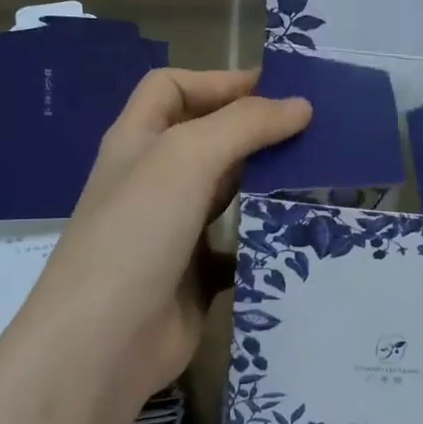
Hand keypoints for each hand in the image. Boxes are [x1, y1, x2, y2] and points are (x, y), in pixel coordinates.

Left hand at [7, 69, 311, 412]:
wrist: (104, 342)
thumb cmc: (138, 233)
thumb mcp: (186, 159)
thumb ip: (244, 124)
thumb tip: (301, 106)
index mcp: (137, 141)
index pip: (172, 87)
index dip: (219, 81)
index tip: (278, 89)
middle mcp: (153, 180)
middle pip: (207, 138)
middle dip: (254, 130)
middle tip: (315, 132)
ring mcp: (172, 230)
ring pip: (226, 192)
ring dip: (265, 182)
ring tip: (318, 176)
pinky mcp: (194, 275)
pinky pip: (237, 247)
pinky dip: (264, 238)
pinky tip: (299, 234)